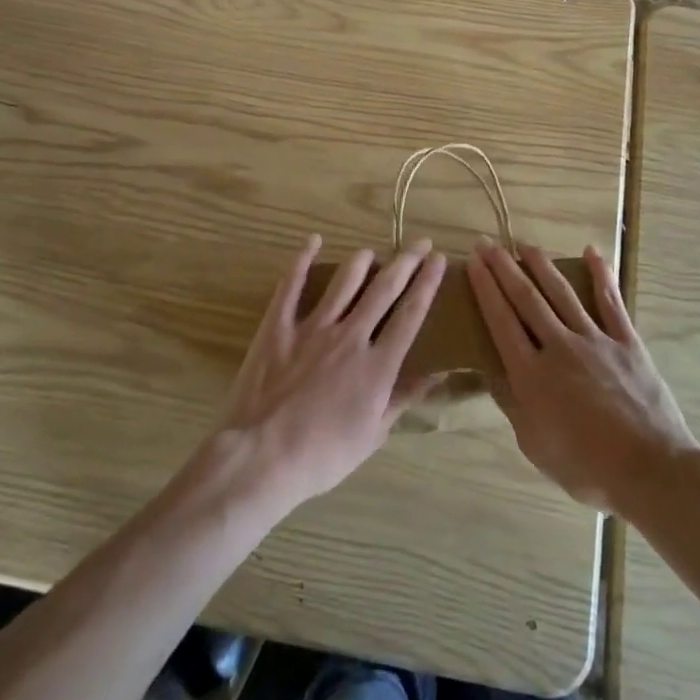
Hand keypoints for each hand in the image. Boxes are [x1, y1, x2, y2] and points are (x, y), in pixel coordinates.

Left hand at [207, 235, 446, 514]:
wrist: (261, 458)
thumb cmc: (322, 456)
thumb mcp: (372, 435)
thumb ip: (402, 399)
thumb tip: (436, 373)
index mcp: (377, 365)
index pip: (411, 314)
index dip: (427, 283)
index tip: (438, 260)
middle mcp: (350, 336)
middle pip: (384, 289)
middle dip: (406, 262)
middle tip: (420, 242)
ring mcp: (313, 328)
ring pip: (344, 281)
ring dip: (361, 261)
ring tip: (372, 251)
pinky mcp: (278, 326)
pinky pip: (292, 285)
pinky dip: (302, 260)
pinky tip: (312, 241)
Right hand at [469, 241, 698, 516]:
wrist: (650, 470)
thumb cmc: (586, 467)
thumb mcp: (534, 444)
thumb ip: (511, 403)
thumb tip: (489, 369)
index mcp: (532, 375)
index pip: (501, 321)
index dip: (486, 289)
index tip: (473, 262)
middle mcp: (559, 347)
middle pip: (527, 299)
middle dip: (504, 269)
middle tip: (488, 244)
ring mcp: (595, 340)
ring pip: (562, 293)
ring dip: (542, 266)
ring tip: (526, 245)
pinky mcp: (626, 342)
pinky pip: (611, 302)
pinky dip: (601, 275)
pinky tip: (592, 252)